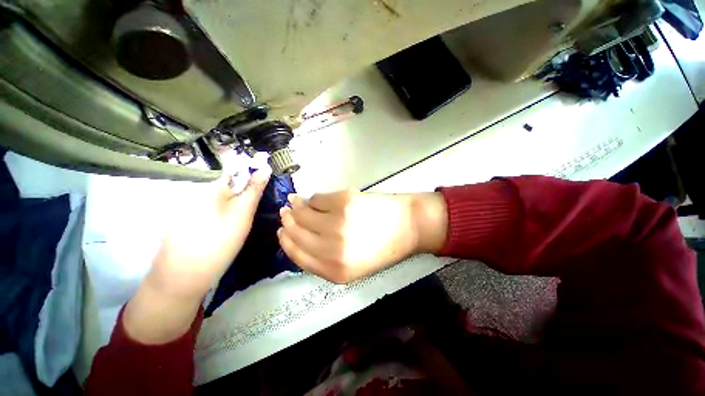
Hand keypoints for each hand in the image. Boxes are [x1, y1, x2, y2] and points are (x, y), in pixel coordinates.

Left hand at [124, 169, 269, 343]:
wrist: (183, 276)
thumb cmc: (218, 243)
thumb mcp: (242, 215)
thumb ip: (254, 190)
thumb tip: (265, 168)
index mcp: (210, 185)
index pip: (235, 166)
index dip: (252, 169)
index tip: (265, 176)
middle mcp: (197, 188)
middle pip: (228, 179)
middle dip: (244, 185)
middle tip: (255, 202)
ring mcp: (190, 202)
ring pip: (220, 191)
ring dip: (235, 196)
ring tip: (242, 213)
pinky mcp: (187, 214)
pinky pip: (211, 202)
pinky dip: (223, 206)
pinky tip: (226, 220)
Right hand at [278, 190, 446, 283]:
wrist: (408, 226)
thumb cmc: (383, 246)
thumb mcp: (354, 265)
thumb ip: (325, 258)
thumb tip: (299, 236)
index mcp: (336, 271)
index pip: (298, 255)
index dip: (286, 241)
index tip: (281, 231)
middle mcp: (333, 249)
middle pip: (297, 233)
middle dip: (288, 221)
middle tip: (285, 213)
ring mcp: (338, 223)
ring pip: (304, 213)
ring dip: (296, 207)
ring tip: (294, 202)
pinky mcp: (344, 202)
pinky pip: (318, 198)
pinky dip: (313, 198)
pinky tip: (313, 199)